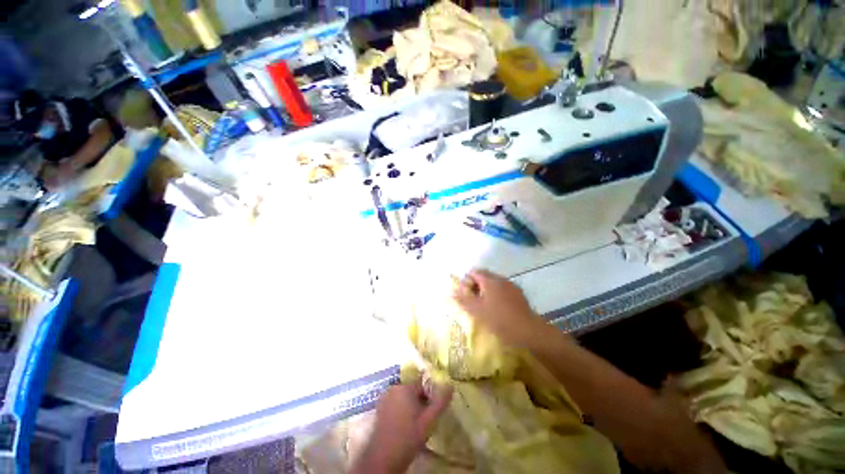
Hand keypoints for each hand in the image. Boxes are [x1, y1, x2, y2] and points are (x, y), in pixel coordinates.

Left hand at [350, 379, 452, 473]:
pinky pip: (395, 402)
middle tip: (425, 418)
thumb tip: (450, 385)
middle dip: (420, 401)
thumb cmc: (408, 437)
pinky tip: (404, 425)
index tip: (432, 409)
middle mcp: (393, 388)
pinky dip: (401, 409)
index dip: (429, 395)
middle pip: (413, 389)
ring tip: (415, 423)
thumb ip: (440, 402)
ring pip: (404, 396)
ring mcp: (385, 397)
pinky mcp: (380, 407)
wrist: (383, 458)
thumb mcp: (428, 421)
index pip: (422, 383)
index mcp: (405, 387)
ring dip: (411, 405)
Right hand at [453, 269, 546, 347]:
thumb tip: (450, 292)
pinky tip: (497, 307)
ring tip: (484, 305)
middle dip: (475, 285)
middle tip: (473, 301)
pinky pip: (502, 288)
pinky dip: (496, 293)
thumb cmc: (499, 320)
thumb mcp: (477, 311)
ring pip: (493, 281)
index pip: (473, 272)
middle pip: (483, 275)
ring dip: (485, 289)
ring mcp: (511, 285)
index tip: (466, 296)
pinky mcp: (518, 293)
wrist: (528, 331)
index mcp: (489, 280)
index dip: (466, 282)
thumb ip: (463, 300)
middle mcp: (500, 278)